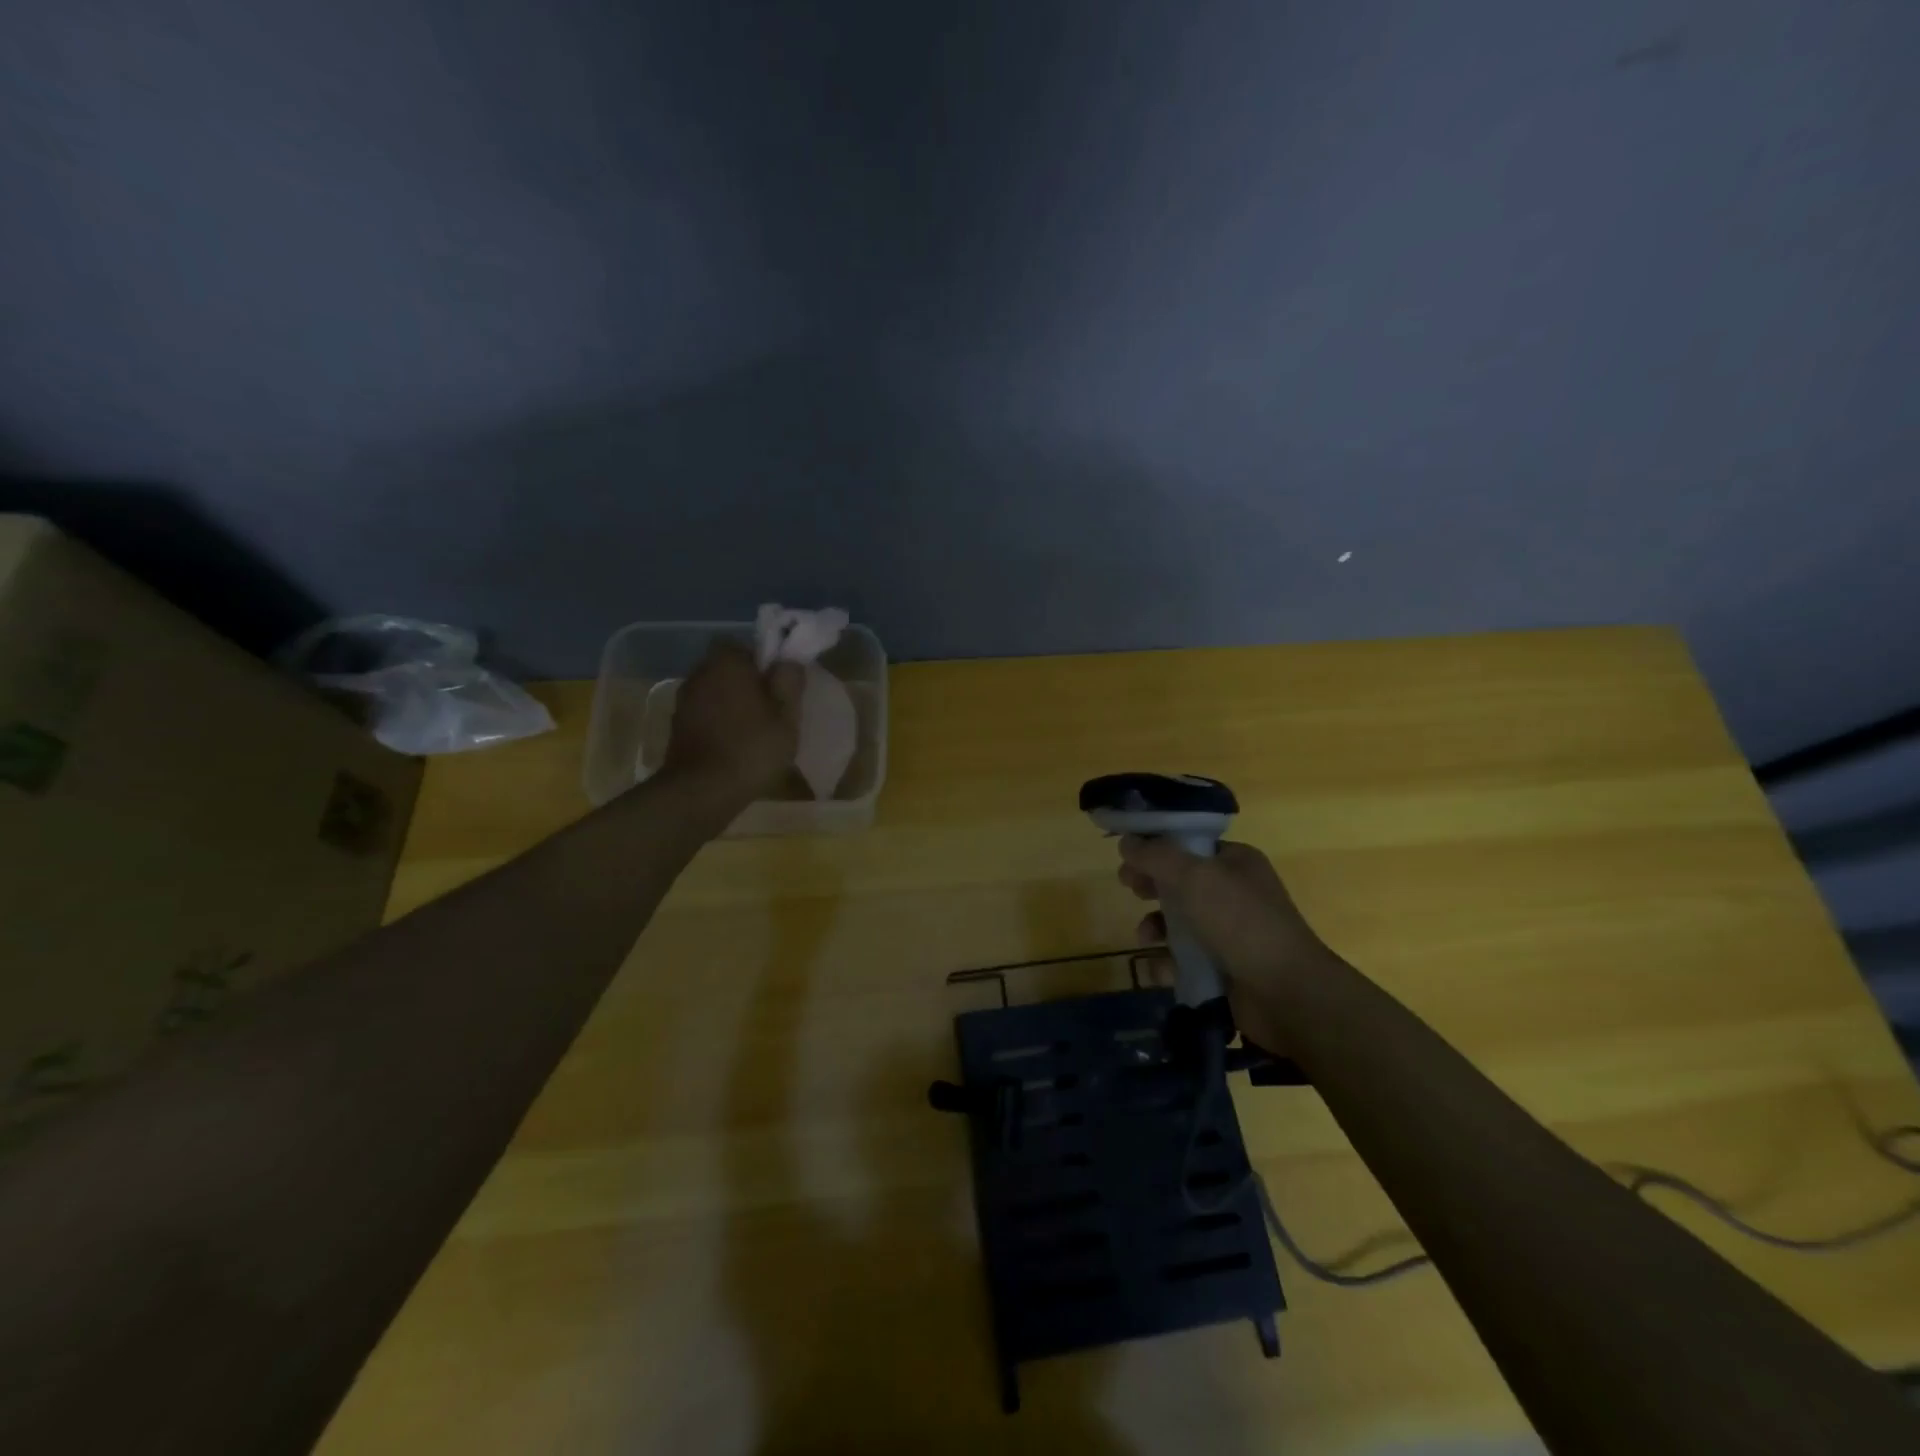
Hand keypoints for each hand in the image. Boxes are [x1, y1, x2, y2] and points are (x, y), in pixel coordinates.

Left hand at [660, 641, 802, 804]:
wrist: (701, 792)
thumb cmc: (751, 748)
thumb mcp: (787, 717)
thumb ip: (789, 682)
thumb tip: (788, 661)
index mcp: (726, 663)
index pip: (744, 646)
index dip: (763, 663)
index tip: (778, 685)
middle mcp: (699, 673)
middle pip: (727, 670)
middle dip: (747, 684)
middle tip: (771, 709)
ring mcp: (684, 701)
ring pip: (715, 693)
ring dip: (731, 705)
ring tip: (754, 732)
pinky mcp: (676, 727)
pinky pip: (705, 715)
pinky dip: (718, 724)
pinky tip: (734, 746)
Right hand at [1118, 836, 1342, 1044]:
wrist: (1287, 993)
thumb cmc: (1240, 922)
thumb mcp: (1193, 877)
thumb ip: (1155, 856)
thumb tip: (1127, 841)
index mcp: (1235, 862)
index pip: (1189, 845)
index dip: (1156, 848)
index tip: (1128, 856)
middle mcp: (1234, 893)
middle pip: (1180, 883)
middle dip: (1152, 886)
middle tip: (1131, 890)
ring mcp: (1230, 933)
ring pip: (1179, 923)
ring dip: (1156, 928)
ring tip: (1146, 938)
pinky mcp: (1223, 969)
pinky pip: (1185, 960)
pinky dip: (1168, 964)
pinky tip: (1161, 970)